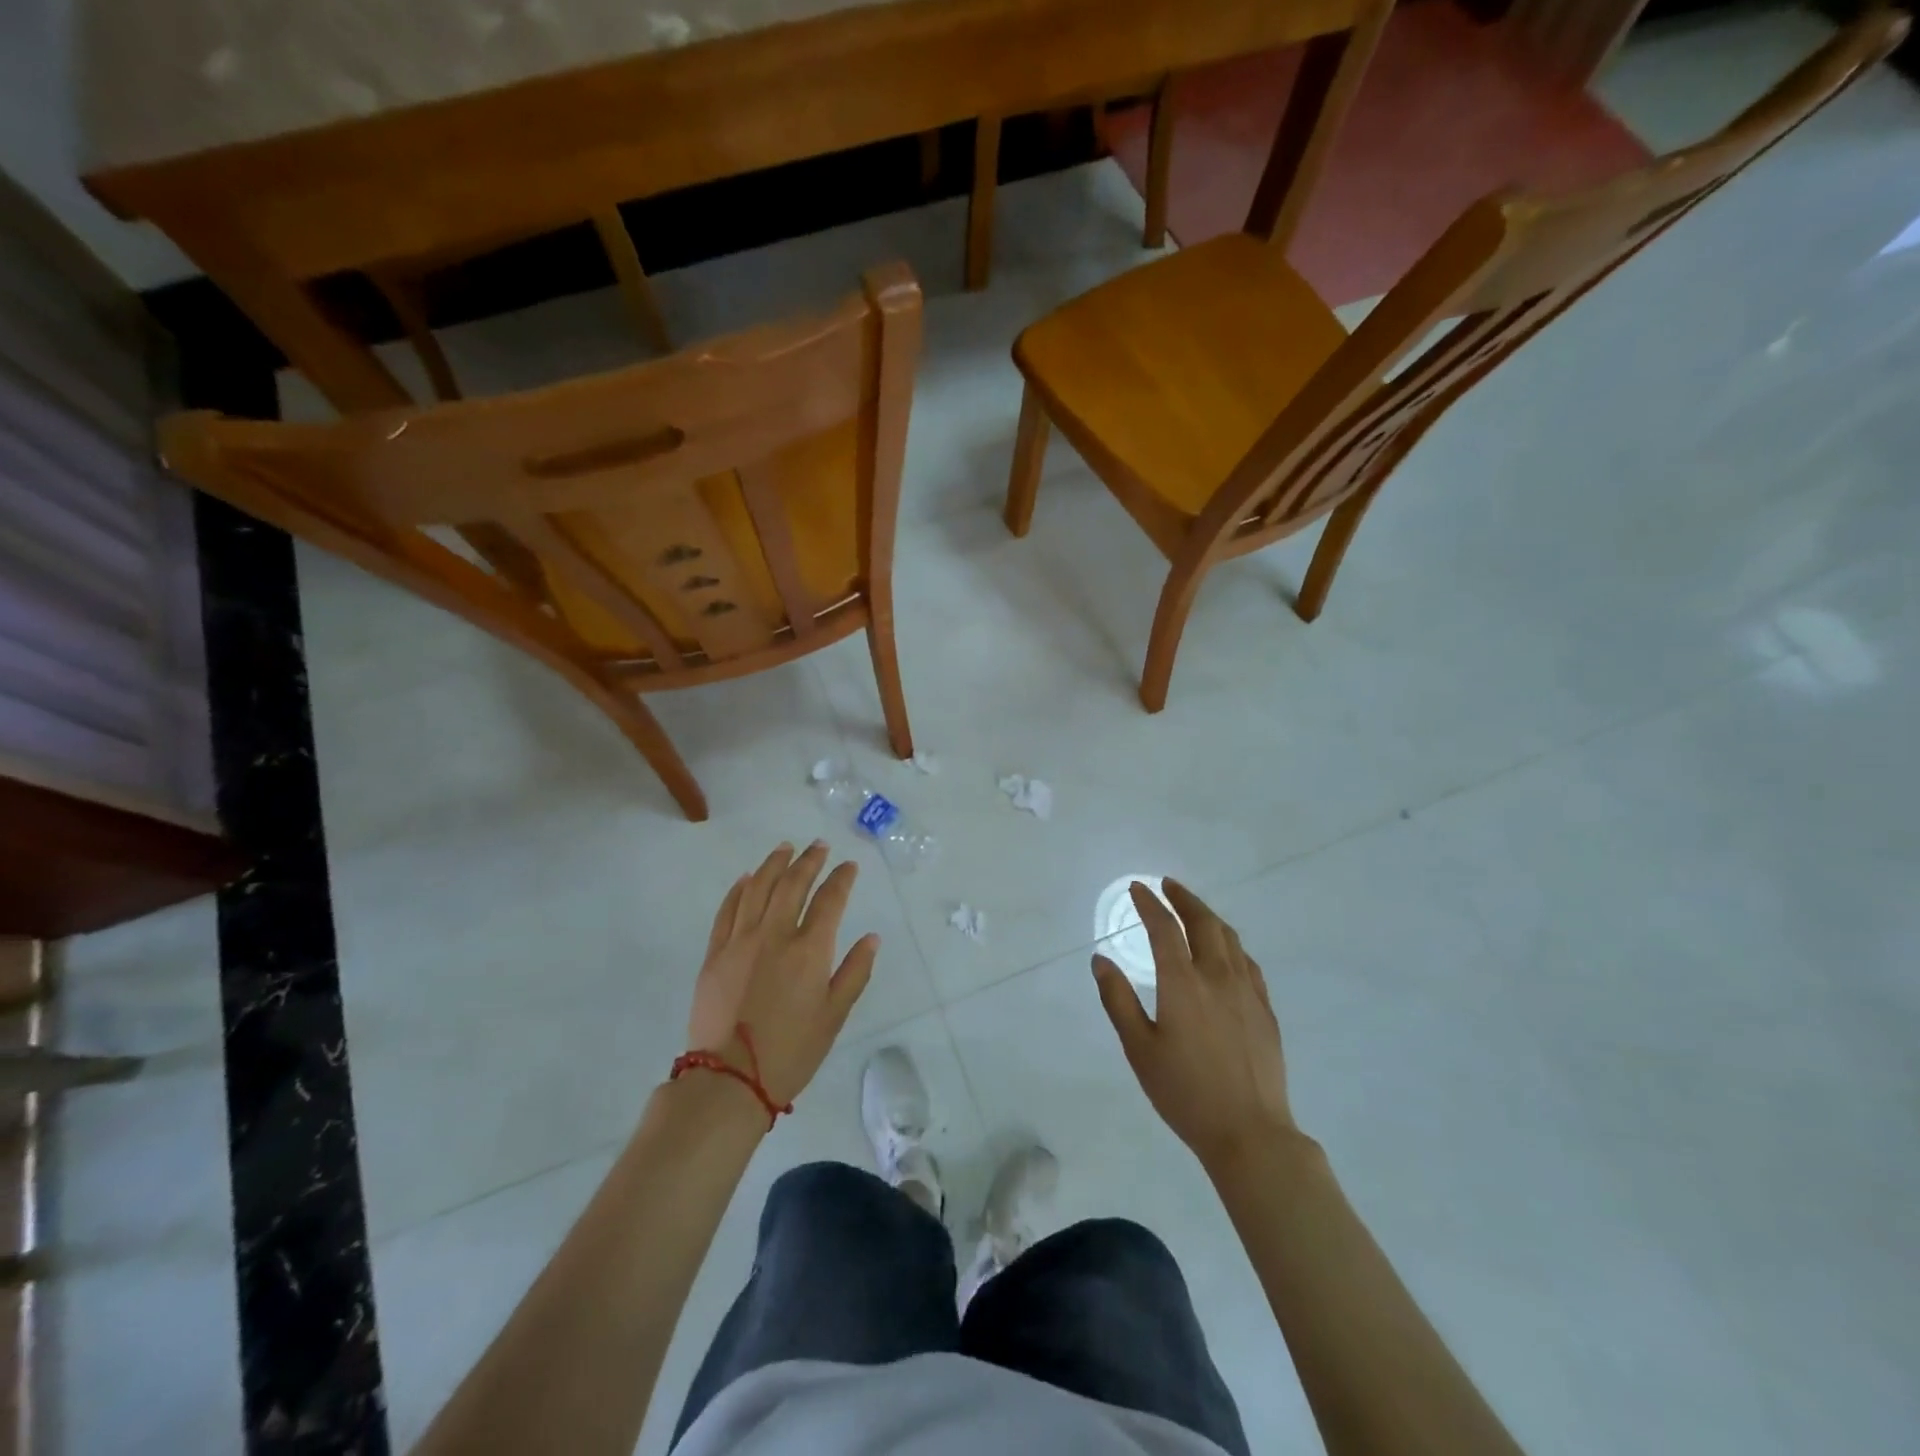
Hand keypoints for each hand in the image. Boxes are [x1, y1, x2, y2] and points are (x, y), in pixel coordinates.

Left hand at [686, 842, 877, 1109]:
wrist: (729, 1080)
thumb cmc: (791, 1051)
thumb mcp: (834, 1016)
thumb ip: (854, 973)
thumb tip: (871, 937)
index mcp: (809, 950)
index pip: (830, 900)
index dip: (841, 878)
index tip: (849, 866)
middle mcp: (775, 935)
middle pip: (792, 884)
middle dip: (809, 861)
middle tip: (818, 846)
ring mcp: (740, 941)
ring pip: (757, 888)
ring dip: (773, 864)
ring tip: (784, 848)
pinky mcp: (715, 954)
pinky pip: (727, 910)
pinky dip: (739, 889)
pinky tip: (747, 878)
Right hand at [1093, 880, 1295, 1173]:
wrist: (1250, 1133)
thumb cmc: (1185, 1093)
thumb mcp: (1139, 1048)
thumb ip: (1118, 999)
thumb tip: (1101, 960)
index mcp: (1183, 983)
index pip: (1164, 928)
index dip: (1149, 904)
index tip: (1137, 888)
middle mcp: (1217, 976)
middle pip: (1203, 922)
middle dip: (1183, 898)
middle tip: (1167, 885)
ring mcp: (1247, 991)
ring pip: (1229, 938)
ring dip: (1208, 916)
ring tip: (1193, 910)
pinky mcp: (1264, 1009)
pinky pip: (1247, 962)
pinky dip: (1230, 944)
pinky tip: (1225, 951)